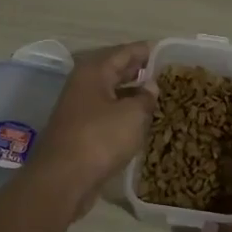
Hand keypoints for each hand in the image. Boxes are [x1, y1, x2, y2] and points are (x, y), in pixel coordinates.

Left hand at [28, 41, 155, 212]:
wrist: (62, 181)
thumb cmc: (100, 139)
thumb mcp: (132, 115)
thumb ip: (146, 97)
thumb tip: (151, 86)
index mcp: (94, 71)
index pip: (126, 52)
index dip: (148, 51)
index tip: (169, 52)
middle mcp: (84, 84)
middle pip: (116, 70)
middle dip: (140, 71)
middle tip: (168, 74)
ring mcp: (79, 108)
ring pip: (111, 93)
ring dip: (132, 93)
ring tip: (159, 96)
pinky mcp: (80, 131)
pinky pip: (107, 113)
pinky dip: (123, 113)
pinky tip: (141, 121)